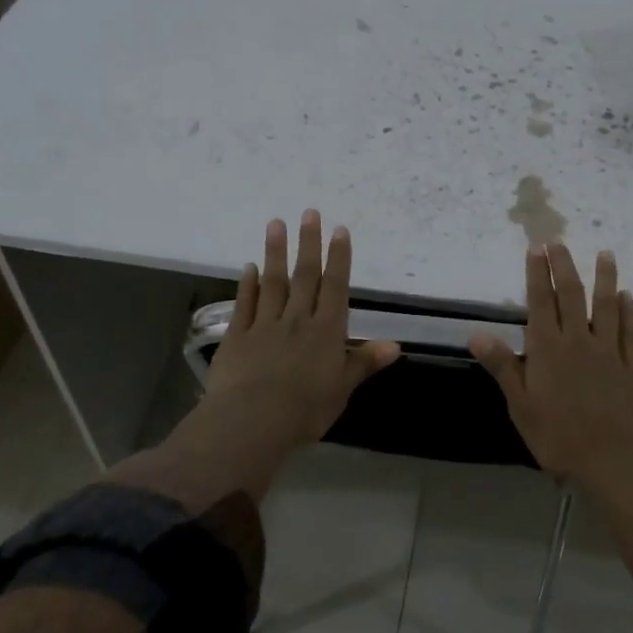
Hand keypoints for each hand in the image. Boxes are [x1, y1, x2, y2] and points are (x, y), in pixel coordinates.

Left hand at [193, 209, 399, 461]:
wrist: (253, 420)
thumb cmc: (305, 409)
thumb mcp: (342, 388)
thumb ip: (364, 362)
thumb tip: (395, 345)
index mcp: (326, 331)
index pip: (335, 287)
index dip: (338, 258)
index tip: (339, 230)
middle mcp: (297, 320)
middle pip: (304, 276)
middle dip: (308, 243)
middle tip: (309, 212)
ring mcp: (264, 325)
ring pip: (273, 282)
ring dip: (275, 252)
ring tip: (276, 224)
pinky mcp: (237, 336)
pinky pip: (245, 305)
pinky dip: (247, 285)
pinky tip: (249, 267)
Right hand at [469, 243, 632, 487]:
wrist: (613, 460)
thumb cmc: (558, 436)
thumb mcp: (521, 405)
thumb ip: (503, 366)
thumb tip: (477, 334)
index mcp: (548, 349)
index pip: (540, 302)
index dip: (538, 274)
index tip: (537, 248)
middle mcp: (578, 341)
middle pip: (571, 296)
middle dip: (564, 267)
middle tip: (560, 242)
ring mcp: (608, 352)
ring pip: (606, 307)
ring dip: (605, 279)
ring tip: (605, 254)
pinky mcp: (631, 367)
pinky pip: (629, 332)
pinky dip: (628, 312)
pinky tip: (627, 297)